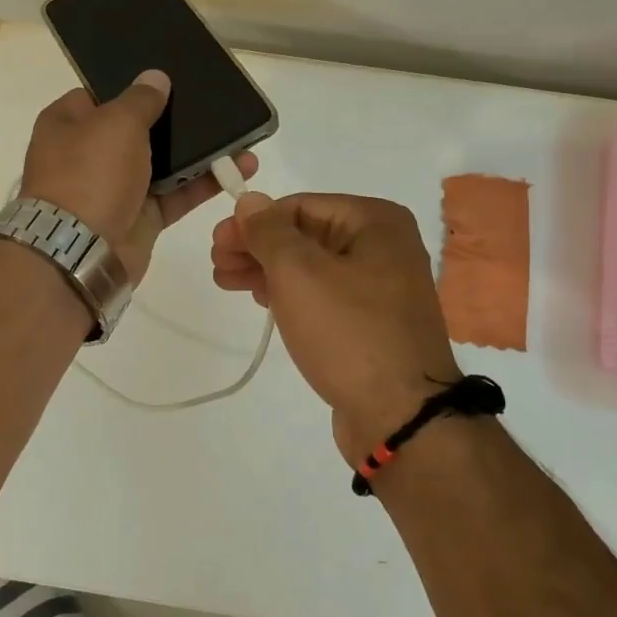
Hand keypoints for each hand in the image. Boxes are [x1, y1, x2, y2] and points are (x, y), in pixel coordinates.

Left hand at [21, 69, 256, 284]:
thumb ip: (141, 98)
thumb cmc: (90, 172)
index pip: (100, 95)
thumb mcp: (116, 122)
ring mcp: (117, 187)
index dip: (132, 87)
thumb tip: (155, 77)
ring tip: (237, 133)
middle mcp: (90, 154)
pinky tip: (239, 165)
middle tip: (212, 102)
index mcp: (68, 124)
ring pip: (163, 162)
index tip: (169, 78)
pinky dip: (205, 182)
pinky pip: (178, 193)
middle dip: (172, 119)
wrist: (82, 250)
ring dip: (198, 151)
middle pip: (137, 129)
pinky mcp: (142, 217)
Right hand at [212, 192, 460, 463]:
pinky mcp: (372, 323)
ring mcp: (381, 287)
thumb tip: (251, 200)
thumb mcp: (299, 273)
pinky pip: (324, 295)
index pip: (300, 206)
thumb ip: (269, 231)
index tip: (217, 244)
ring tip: (227, 282)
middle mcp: (384, 247)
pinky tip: (263, 301)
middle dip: (257, 247)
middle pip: (306, 235)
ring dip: (268, 271)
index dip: (253, 222)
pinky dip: (291, 294)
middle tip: (217, 265)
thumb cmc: (348, 332)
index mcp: (375, 222)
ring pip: (312, 267)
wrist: (400, 415)